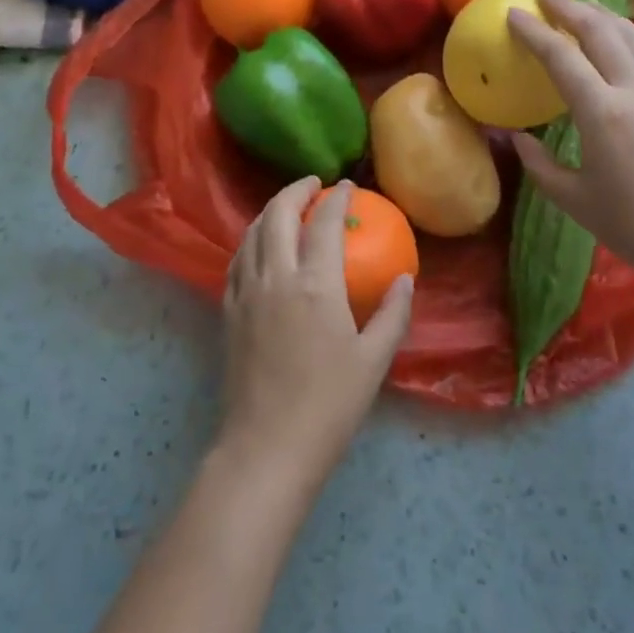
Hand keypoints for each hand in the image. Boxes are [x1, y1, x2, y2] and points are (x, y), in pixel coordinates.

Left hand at [216, 177, 413, 494]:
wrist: (267, 448)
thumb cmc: (328, 406)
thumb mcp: (373, 361)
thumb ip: (392, 314)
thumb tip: (405, 279)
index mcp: (315, 284)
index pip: (324, 223)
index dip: (337, 198)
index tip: (347, 186)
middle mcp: (276, 276)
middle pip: (279, 213)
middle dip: (296, 190)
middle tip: (314, 185)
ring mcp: (246, 291)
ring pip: (253, 232)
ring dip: (271, 210)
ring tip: (288, 207)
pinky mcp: (228, 310)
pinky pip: (238, 258)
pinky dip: (252, 239)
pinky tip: (261, 246)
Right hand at [506, 0, 633, 292]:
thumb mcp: (574, 199)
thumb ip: (539, 164)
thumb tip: (516, 137)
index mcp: (603, 112)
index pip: (561, 56)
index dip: (534, 30)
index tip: (513, 11)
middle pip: (599, 31)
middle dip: (569, 6)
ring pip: (633, 36)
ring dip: (603, 15)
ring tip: (582, 5)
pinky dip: (631, 38)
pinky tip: (625, 40)